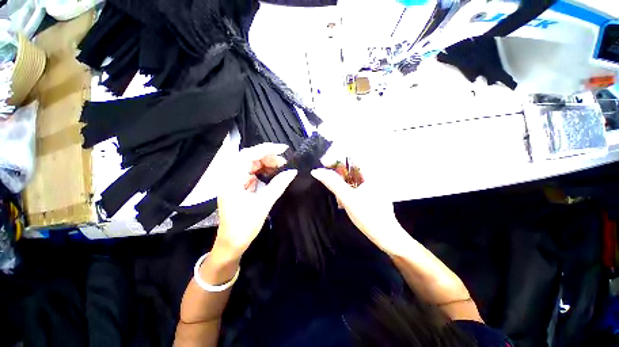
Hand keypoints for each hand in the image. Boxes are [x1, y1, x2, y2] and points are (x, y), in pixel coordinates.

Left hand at [213, 143, 297, 260]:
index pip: (247, 155)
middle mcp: (231, 177)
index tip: (283, 149)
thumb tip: (293, 171)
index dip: (266, 149)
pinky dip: (264, 172)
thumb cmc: (244, 226)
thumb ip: (278, 185)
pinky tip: (274, 174)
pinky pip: (253, 174)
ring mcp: (235, 182)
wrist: (232, 244)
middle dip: (268, 157)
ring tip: (282, 167)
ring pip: (252, 165)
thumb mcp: (263, 204)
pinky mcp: (240, 187)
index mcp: (232, 180)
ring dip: (267, 164)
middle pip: (250, 158)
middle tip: (285, 161)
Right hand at [311, 168, 410, 255]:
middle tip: (327, 181)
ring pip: (352, 178)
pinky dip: (347, 190)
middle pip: (350, 168)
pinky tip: (343, 201)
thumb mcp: (347, 198)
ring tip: (337, 197)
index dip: (336, 159)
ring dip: (341, 184)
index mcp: (370, 174)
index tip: (323, 165)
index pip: (350, 158)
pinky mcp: (370, 194)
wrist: (386, 236)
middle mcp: (372, 177)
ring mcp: (372, 186)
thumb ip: (332, 183)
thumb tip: (317, 171)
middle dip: (337, 174)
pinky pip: (355, 186)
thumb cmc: (367, 216)